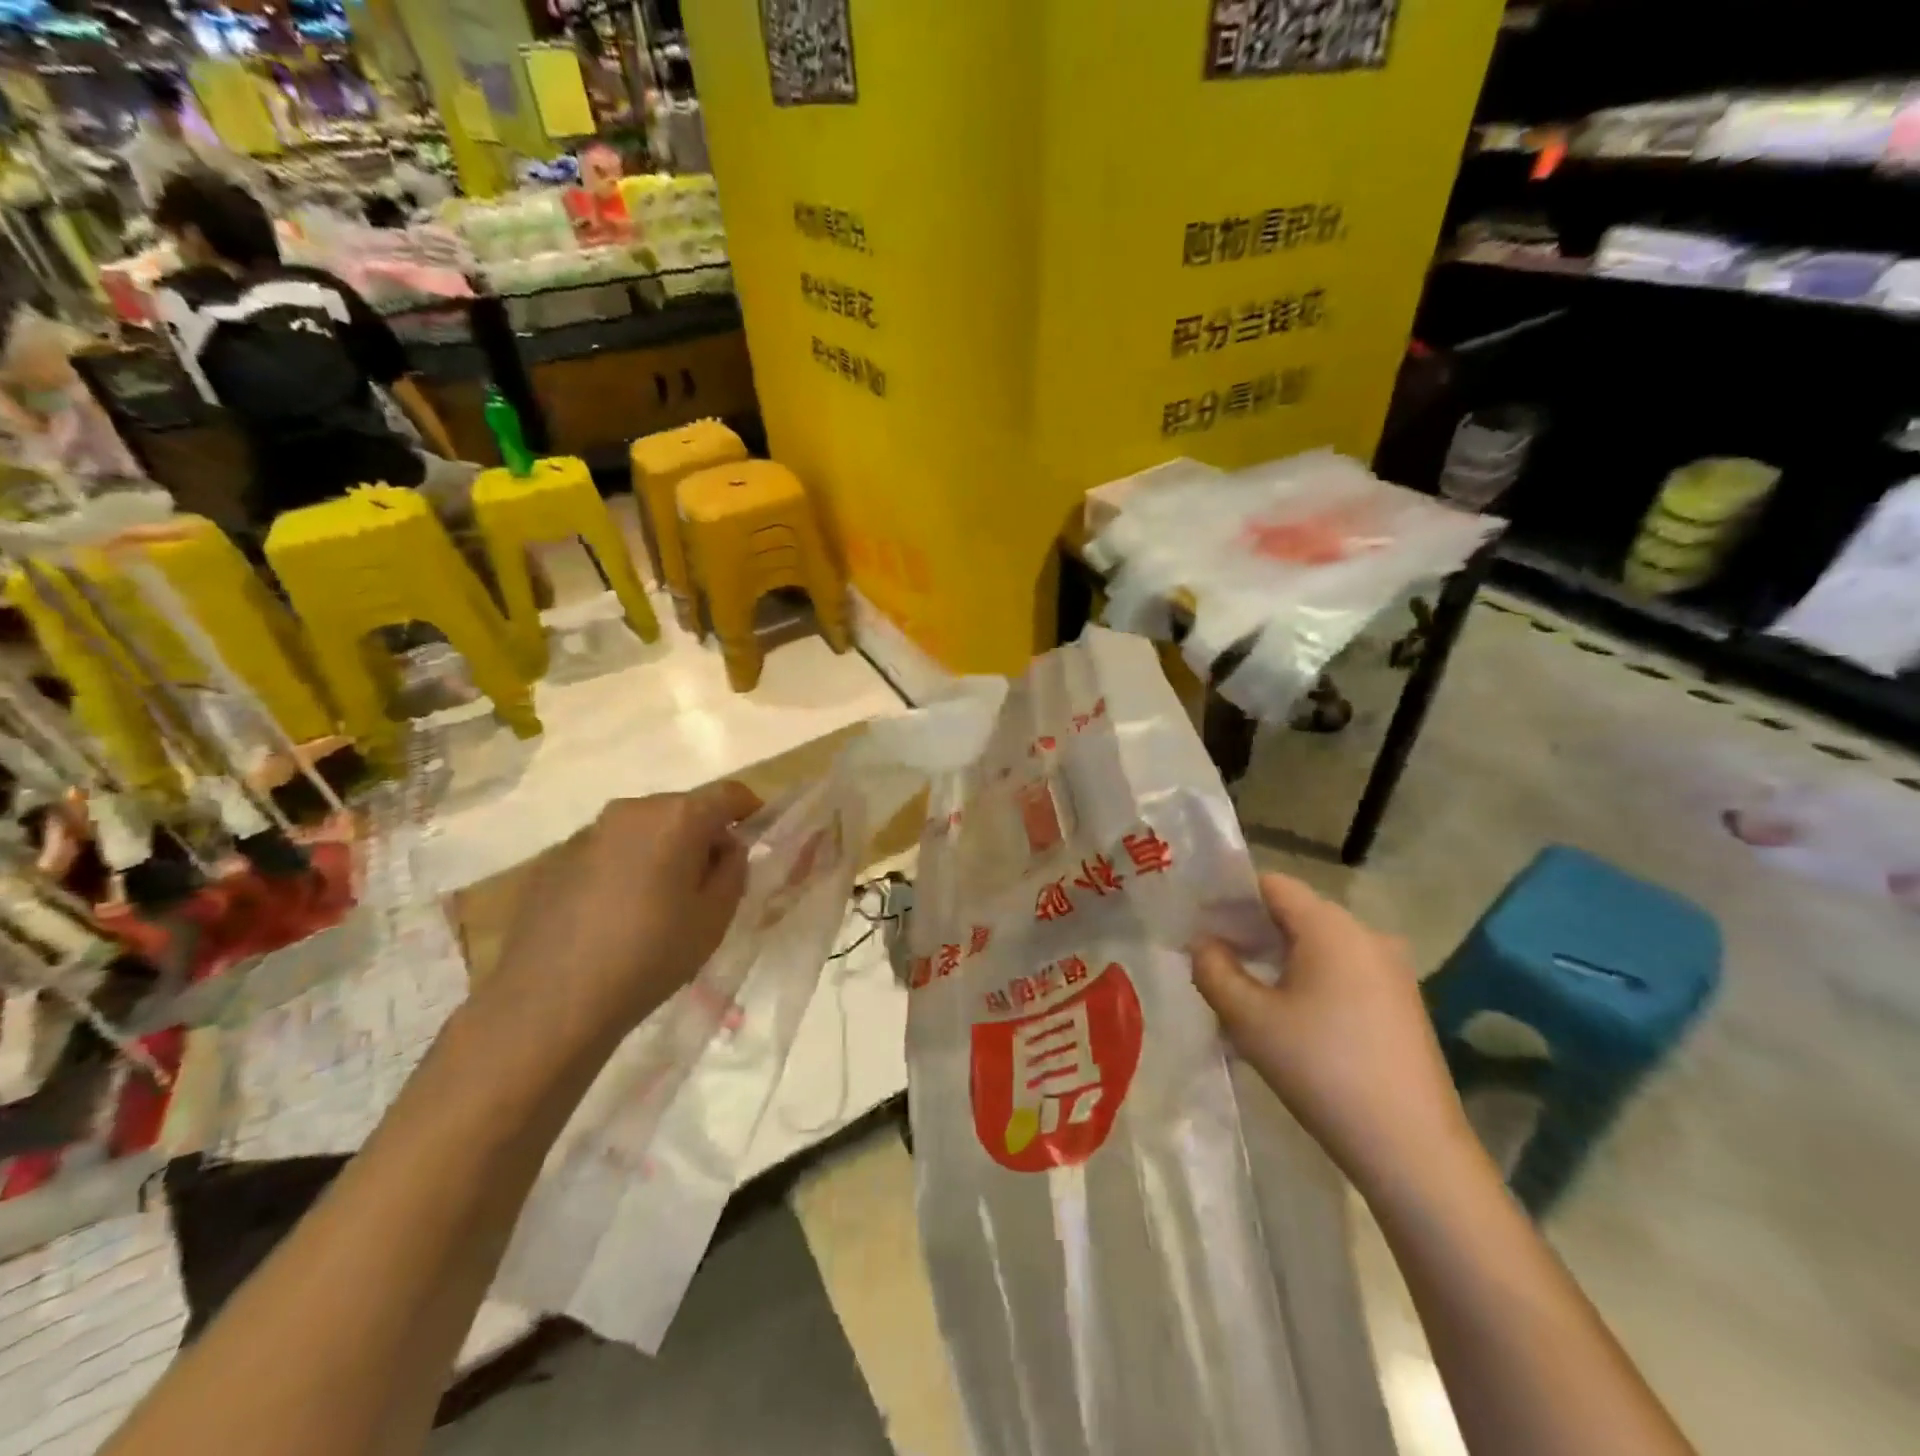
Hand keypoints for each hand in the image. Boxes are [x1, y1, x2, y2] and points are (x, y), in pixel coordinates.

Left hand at [482, 781, 761, 1047]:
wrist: (550, 1001)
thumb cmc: (651, 955)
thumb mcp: (715, 918)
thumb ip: (732, 870)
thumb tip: (725, 848)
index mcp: (678, 817)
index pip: (728, 794)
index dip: (749, 809)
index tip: (756, 835)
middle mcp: (632, 810)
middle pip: (682, 809)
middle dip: (701, 835)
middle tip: (707, 881)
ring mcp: (588, 832)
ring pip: (642, 829)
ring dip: (660, 851)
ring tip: (658, 901)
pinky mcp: (554, 859)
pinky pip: (607, 851)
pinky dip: (623, 868)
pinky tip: (615, 914)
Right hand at [1191, 873, 1477, 1195]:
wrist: (1412, 1148)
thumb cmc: (1321, 1069)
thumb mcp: (1249, 1019)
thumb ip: (1213, 970)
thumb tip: (1203, 943)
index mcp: (1330, 926)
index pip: (1271, 884)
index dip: (1231, 897)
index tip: (1201, 925)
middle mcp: (1366, 934)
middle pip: (1296, 911)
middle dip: (1252, 930)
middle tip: (1216, 961)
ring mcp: (1392, 969)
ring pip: (1320, 943)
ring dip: (1280, 957)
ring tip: (1248, 994)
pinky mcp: (1403, 1001)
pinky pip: (1344, 970)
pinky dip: (1311, 978)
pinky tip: (1292, 1020)